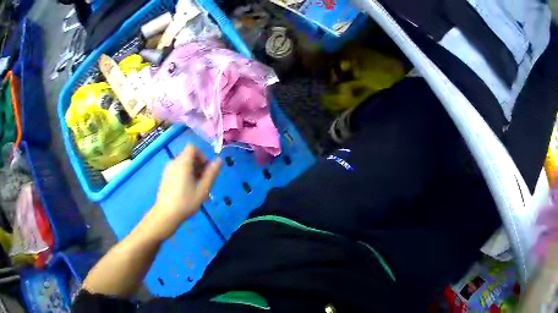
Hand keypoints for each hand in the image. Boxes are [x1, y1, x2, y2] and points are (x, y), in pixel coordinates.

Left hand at [150, 145, 221, 238]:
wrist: (165, 215)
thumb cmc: (186, 202)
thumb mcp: (203, 189)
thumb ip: (211, 173)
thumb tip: (219, 160)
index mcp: (183, 162)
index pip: (192, 148)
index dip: (201, 155)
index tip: (205, 169)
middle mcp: (174, 162)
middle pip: (188, 155)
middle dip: (198, 164)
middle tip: (204, 181)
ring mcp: (168, 170)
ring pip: (183, 163)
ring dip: (192, 170)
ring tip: (196, 187)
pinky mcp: (165, 177)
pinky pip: (177, 169)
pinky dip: (185, 174)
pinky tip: (187, 190)